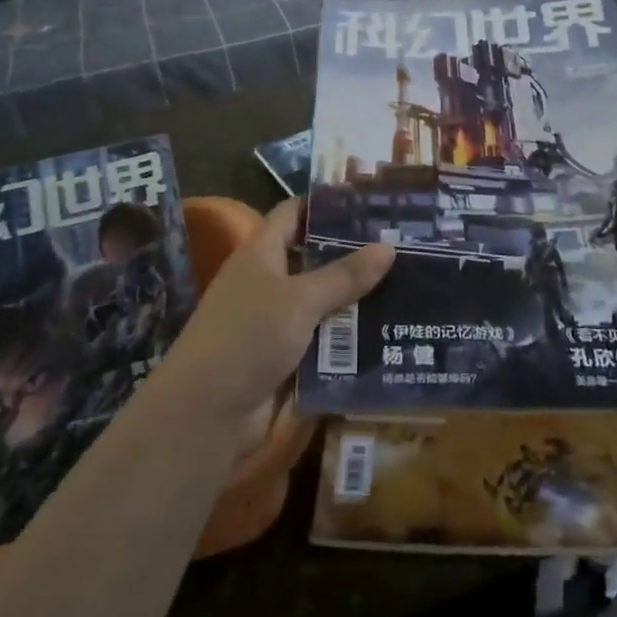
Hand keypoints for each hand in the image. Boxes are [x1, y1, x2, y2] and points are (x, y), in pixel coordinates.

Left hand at [159, 199, 392, 420]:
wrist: (206, 415)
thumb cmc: (247, 338)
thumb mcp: (299, 300)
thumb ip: (344, 275)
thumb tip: (388, 246)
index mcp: (261, 253)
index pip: (294, 213)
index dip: (327, 203)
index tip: (371, 201)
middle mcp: (268, 282)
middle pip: (315, 258)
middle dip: (355, 254)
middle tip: (403, 245)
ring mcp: (276, 322)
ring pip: (324, 302)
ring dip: (358, 299)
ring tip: (410, 286)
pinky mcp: (286, 358)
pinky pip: (324, 340)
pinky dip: (350, 339)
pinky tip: (390, 334)